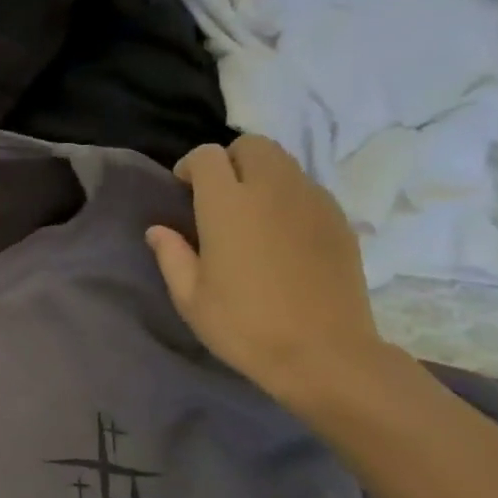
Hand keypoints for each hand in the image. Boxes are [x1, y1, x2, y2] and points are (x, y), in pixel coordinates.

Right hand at [146, 136, 393, 412]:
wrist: (322, 352)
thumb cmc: (243, 326)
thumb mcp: (190, 298)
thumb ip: (171, 255)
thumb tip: (158, 230)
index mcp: (227, 205)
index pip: (208, 156)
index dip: (191, 167)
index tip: (183, 191)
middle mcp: (272, 189)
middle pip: (252, 146)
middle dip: (229, 161)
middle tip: (217, 197)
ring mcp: (311, 200)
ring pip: (283, 163)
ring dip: (260, 175)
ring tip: (249, 214)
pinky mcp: (338, 218)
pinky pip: (306, 188)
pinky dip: (287, 196)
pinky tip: (280, 234)